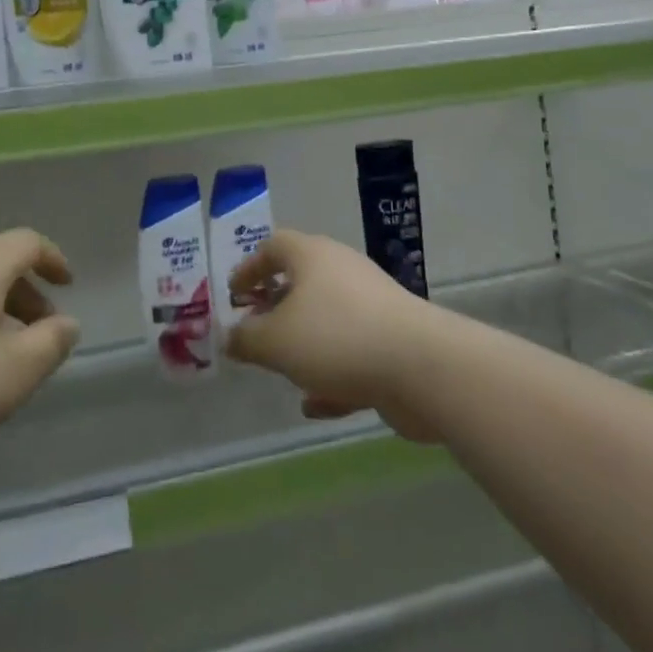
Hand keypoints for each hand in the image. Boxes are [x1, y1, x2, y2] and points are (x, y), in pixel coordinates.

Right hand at [226, 229, 439, 439]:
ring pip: (327, 320)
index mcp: (312, 256)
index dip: (250, 268)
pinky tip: (314, 405)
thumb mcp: (275, 341)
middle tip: (254, 332)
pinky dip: (330, 375)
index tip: (234, 296)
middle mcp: (342, 272)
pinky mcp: (392, 342)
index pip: (274, 246)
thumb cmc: (336, 338)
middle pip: (302, 282)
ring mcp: (371, 307)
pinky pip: (351, 354)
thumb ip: (247, 339)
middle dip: (275, 308)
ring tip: (281, 370)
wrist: (422, 367)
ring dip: (303, 343)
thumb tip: (230, 336)